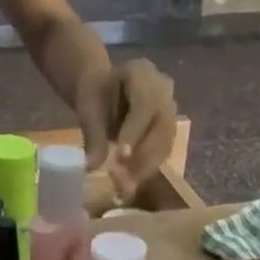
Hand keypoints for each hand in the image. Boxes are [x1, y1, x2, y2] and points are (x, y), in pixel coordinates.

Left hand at [75, 58, 176, 197]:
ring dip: (147, 167)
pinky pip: (164, 151)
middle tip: (123, 180)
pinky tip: (132, 182)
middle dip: (143, 156)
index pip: (144, 104)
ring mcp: (171, 109)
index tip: (121, 156)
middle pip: (162, 126)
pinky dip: (148, 169)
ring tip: (126, 186)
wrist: (106, 91)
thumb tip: (92, 166)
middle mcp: (164, 89)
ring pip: (166, 142)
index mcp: (142, 73)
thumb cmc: (96, 95)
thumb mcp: (88, 108)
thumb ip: (92, 134)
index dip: (134, 132)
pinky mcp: (170, 129)